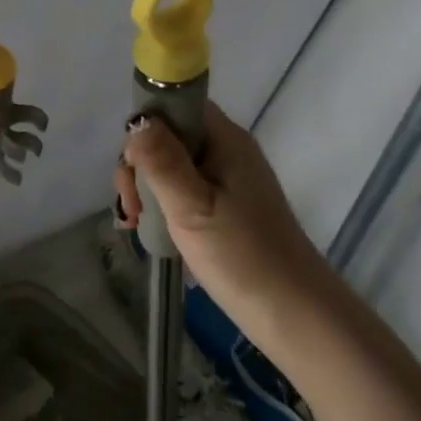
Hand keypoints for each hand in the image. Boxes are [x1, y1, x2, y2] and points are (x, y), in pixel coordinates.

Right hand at [115, 102, 337, 321]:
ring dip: (146, 190)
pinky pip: (183, 193)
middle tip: (130, 208)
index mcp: (225, 140)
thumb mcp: (192, 205)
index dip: (146, 126)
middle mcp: (227, 152)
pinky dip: (162, 207)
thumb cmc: (240, 255)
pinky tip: (147, 231)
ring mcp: (227, 182)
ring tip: (133, 224)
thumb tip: (138, 120)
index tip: (131, 166)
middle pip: (169, 138)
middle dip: (139, 167)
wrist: (291, 313)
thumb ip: (162, 160)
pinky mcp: (225, 209)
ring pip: (172, 168)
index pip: (177, 106)